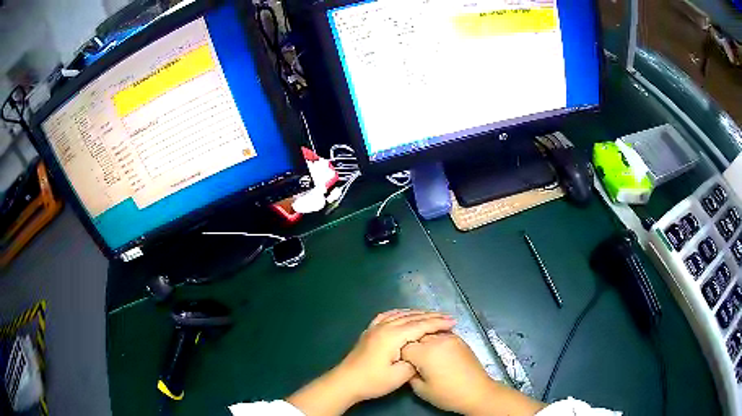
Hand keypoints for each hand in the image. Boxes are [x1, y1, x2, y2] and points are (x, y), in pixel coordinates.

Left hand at [336, 309, 455, 400]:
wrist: (346, 382)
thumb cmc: (373, 381)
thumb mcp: (399, 376)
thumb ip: (414, 361)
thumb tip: (421, 353)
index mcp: (393, 336)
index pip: (421, 325)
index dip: (438, 323)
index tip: (453, 322)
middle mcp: (384, 327)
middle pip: (412, 317)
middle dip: (432, 316)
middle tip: (448, 317)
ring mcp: (375, 327)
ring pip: (400, 315)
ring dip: (417, 314)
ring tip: (432, 315)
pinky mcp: (369, 332)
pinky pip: (387, 316)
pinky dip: (400, 313)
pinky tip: (404, 314)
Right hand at [402, 332, 544, 415]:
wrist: (478, 392)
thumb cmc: (448, 394)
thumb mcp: (421, 389)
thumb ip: (409, 374)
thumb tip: (408, 366)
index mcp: (425, 353)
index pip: (403, 346)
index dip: (400, 355)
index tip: (401, 363)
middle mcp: (437, 340)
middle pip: (415, 336)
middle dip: (411, 345)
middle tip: (411, 359)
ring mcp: (450, 338)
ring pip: (428, 333)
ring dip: (423, 341)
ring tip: (423, 354)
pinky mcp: (459, 339)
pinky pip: (441, 334)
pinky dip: (435, 340)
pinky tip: (435, 351)